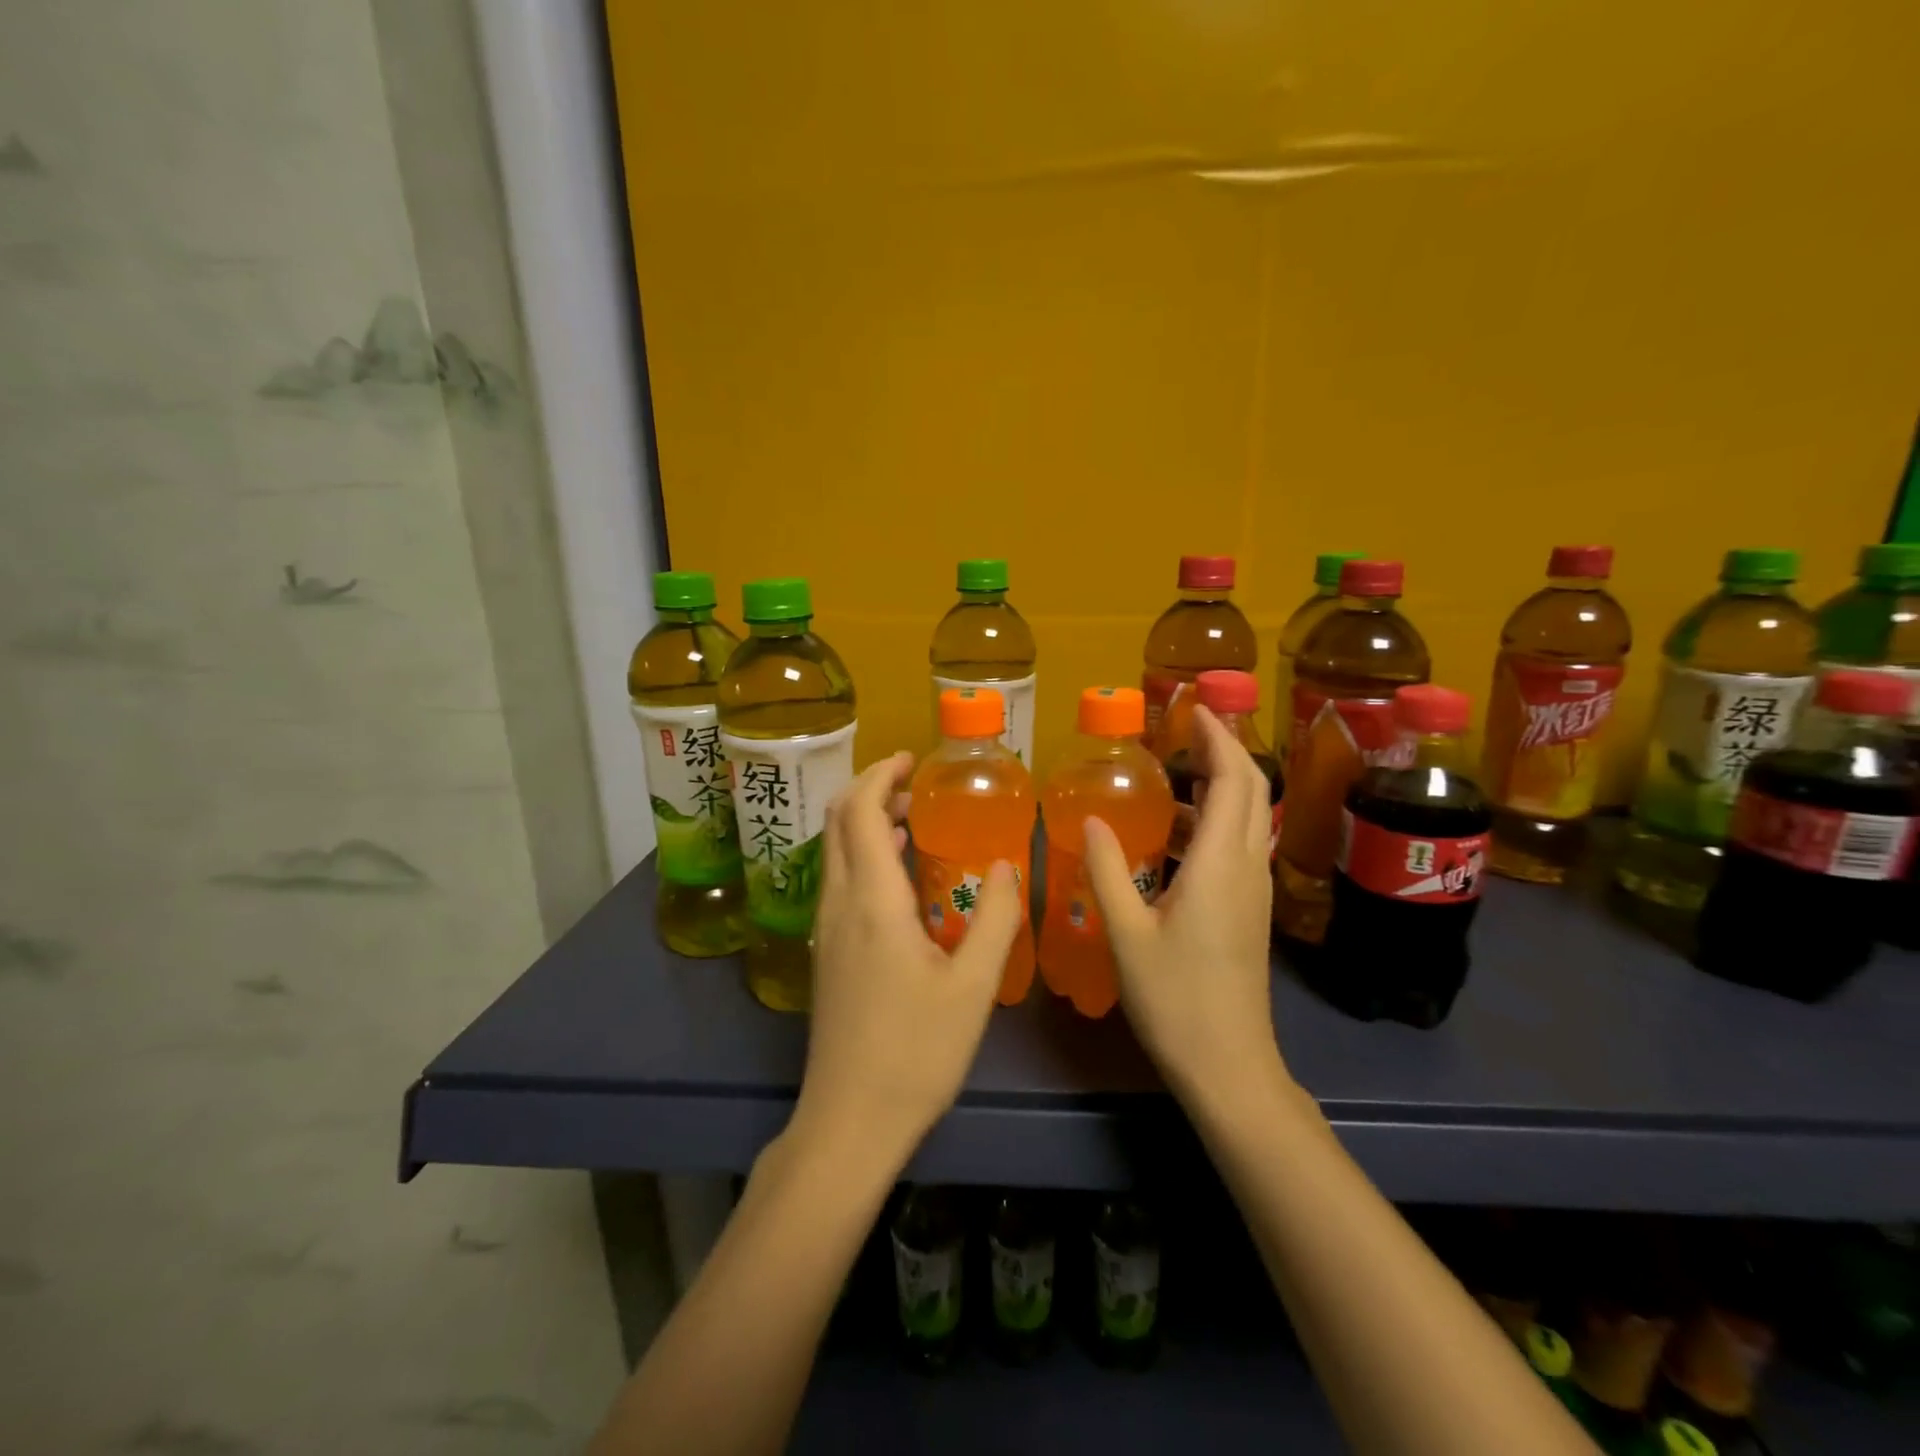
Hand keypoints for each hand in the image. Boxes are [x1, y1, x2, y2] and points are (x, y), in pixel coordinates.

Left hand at [792, 751, 1023, 1171]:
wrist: (849, 1121)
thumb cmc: (916, 1052)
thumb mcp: (973, 986)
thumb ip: (996, 918)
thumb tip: (1008, 865)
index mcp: (871, 900)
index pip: (861, 812)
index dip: (881, 775)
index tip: (911, 760)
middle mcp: (838, 904)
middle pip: (838, 822)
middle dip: (872, 791)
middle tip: (917, 787)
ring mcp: (824, 930)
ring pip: (835, 852)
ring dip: (867, 824)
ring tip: (915, 823)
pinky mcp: (825, 954)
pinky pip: (839, 881)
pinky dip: (864, 856)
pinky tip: (901, 879)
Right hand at [1084, 706, 1286, 1103]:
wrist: (1229, 1065)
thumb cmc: (1175, 999)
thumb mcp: (1126, 933)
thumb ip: (1108, 870)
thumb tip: (1093, 818)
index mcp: (1222, 864)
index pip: (1235, 780)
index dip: (1219, 738)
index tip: (1193, 710)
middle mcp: (1247, 867)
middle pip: (1252, 790)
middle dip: (1224, 751)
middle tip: (1182, 731)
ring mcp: (1254, 891)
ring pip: (1249, 818)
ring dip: (1220, 787)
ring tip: (1171, 775)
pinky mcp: (1249, 911)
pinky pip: (1239, 846)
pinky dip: (1214, 822)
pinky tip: (1173, 836)